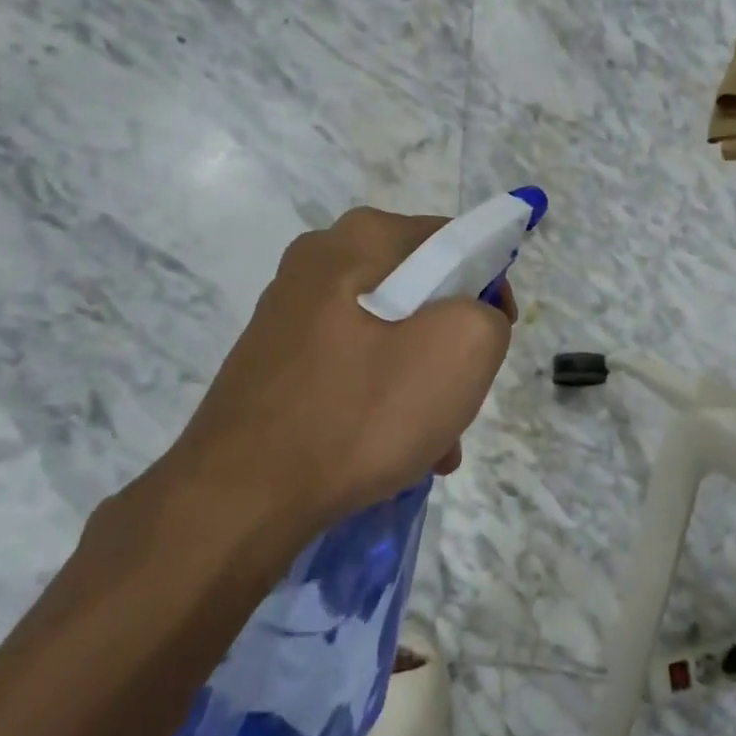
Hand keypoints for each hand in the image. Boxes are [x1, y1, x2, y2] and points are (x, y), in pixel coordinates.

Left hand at [151, 207, 514, 563]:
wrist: (240, 497)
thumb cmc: (362, 411)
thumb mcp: (462, 349)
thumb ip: (488, 314)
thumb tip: (471, 319)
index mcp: (361, 239)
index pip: (455, 241)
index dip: (490, 287)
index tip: (495, 340)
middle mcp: (320, 261)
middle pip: (422, 292)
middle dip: (454, 346)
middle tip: (463, 397)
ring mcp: (291, 312)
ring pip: (390, 335)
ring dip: (423, 382)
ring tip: (436, 442)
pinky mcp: (276, 360)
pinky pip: (354, 366)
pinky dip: (384, 399)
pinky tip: (396, 451)